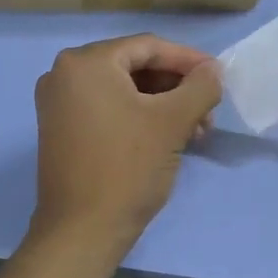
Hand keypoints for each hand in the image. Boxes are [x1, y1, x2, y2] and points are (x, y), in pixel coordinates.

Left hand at [30, 34, 221, 253]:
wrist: (82, 231)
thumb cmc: (128, 168)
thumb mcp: (173, 122)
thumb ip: (200, 87)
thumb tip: (213, 71)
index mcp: (86, 62)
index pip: (148, 46)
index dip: (188, 60)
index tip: (218, 77)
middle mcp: (64, 74)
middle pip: (135, 67)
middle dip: (177, 87)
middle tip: (208, 110)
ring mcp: (59, 104)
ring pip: (124, 91)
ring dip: (163, 105)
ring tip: (196, 131)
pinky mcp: (62, 131)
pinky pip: (108, 110)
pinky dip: (140, 118)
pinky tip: (169, 138)